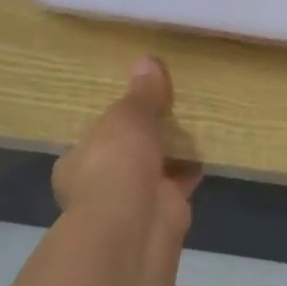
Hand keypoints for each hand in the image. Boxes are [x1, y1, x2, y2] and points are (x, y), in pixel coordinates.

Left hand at [53, 56, 201, 235]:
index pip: (94, 138)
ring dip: (171, 153)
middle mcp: (100, 186)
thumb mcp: (127, 116)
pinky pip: (179, 184)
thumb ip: (141, 93)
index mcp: (77, 163)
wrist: (135, 225)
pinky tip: (208, 146)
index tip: (135, 104)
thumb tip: (147, 60)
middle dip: (145, 139)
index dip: (114, 122)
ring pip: (154, 170)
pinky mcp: (164, 213)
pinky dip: (192, 169)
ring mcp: (133, 203)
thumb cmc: (114, 163)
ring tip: (194, 120)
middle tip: (169, 108)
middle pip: (125, 156)